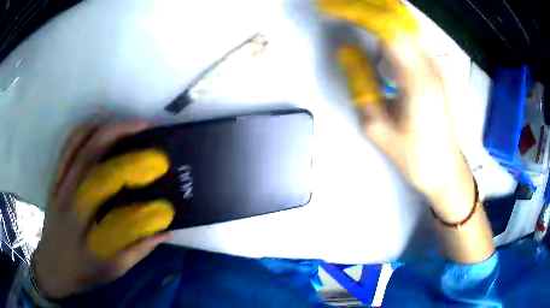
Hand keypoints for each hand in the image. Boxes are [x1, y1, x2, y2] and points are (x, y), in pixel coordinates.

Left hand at [33, 121, 174, 297]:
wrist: (52, 266)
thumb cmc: (83, 272)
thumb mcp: (114, 270)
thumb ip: (140, 249)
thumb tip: (166, 229)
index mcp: (90, 235)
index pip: (116, 199)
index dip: (139, 183)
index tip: (160, 170)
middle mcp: (72, 205)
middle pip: (93, 161)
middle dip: (122, 138)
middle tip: (148, 128)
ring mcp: (60, 187)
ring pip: (79, 145)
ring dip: (105, 128)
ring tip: (127, 124)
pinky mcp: (55, 179)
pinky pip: (68, 146)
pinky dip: (85, 130)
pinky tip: (101, 127)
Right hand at [320, 0, 475, 220]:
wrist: (444, 167)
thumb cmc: (413, 155)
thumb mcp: (378, 128)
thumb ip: (360, 85)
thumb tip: (346, 51)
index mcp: (416, 79)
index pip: (387, 28)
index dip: (358, 12)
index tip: (331, 9)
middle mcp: (428, 64)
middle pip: (398, 18)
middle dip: (366, 6)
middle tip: (338, 6)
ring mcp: (433, 64)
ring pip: (404, 24)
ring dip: (376, 13)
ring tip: (349, 11)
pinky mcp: (432, 69)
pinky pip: (408, 37)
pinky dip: (387, 25)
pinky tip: (372, 29)